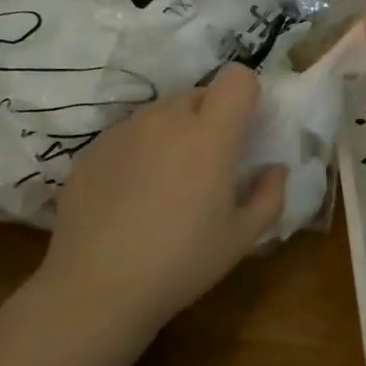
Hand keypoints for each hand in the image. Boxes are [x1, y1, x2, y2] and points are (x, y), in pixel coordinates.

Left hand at [42, 64, 286, 331]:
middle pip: (199, 94)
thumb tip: (274, 169)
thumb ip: (270, 194)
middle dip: (212, 118)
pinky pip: (128, 134)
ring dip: (174, 133)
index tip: (247, 129)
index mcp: (210, 135)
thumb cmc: (183, 262)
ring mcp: (123, 131)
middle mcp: (165, 120)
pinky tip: (132, 196)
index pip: (237, 77)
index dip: (248, 96)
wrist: (96, 288)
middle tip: (210, 164)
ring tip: (168, 183)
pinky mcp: (91, 149)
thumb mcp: (243, 237)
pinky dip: (140, 151)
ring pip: (161, 113)